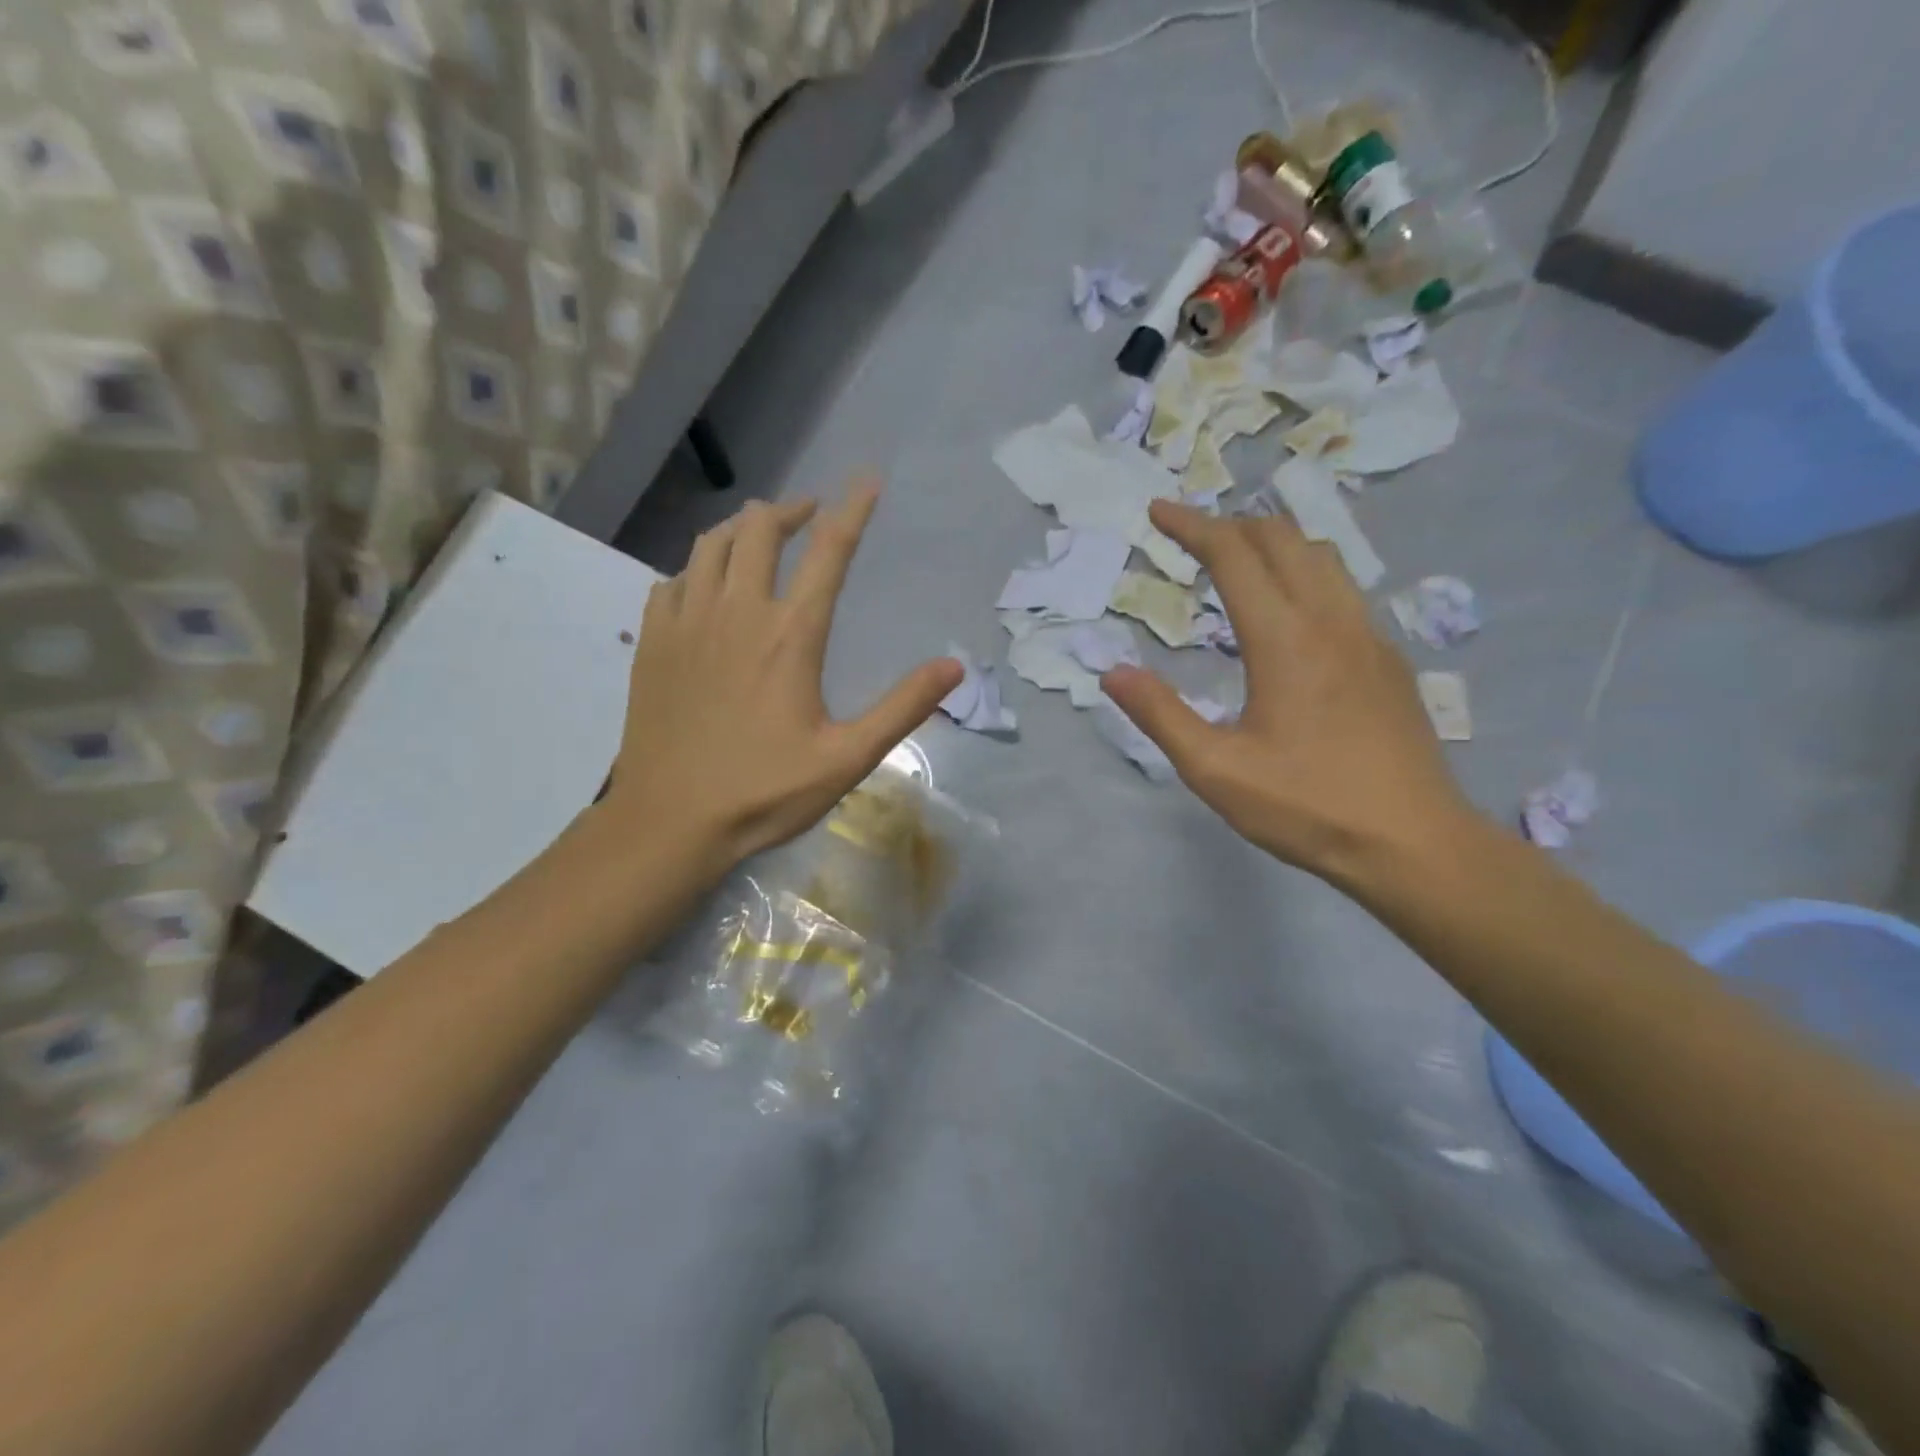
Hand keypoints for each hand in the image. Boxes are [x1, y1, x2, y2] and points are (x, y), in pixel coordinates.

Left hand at [603, 481, 962, 878]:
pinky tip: (705, 587)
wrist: (669, 822)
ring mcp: (686, 622)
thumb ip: (902, 708)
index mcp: (790, 635)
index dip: (853, 510)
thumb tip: (954, 667)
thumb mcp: (847, 758)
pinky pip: (671, 581)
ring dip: (742, 529)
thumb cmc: (764, 792)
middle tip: (810, 516)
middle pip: (760, 529)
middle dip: (791, 510)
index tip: (867, 482)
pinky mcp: (652, 642)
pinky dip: (696, 569)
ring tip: (762, 537)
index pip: (829, 552)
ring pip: (710, 544)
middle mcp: (737, 612)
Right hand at [1102, 501, 1472, 883]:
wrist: (1415, 845)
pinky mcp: (1389, 660)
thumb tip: (1112, 672)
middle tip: (1190, 536)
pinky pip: (1344, 589)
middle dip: (1231, 525)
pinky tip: (1290, 612)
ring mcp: (1370, 636)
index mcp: (1285, 639)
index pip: (1234, 555)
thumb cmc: (1308, 808)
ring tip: (1237, 561)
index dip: (1192, 526)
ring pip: (1322, 557)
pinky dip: (1305, 573)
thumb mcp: (1216, 770)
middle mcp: (1331, 620)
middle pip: (1283, 539)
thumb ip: (1160, 716)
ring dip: (1274, 544)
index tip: (1158, 511)